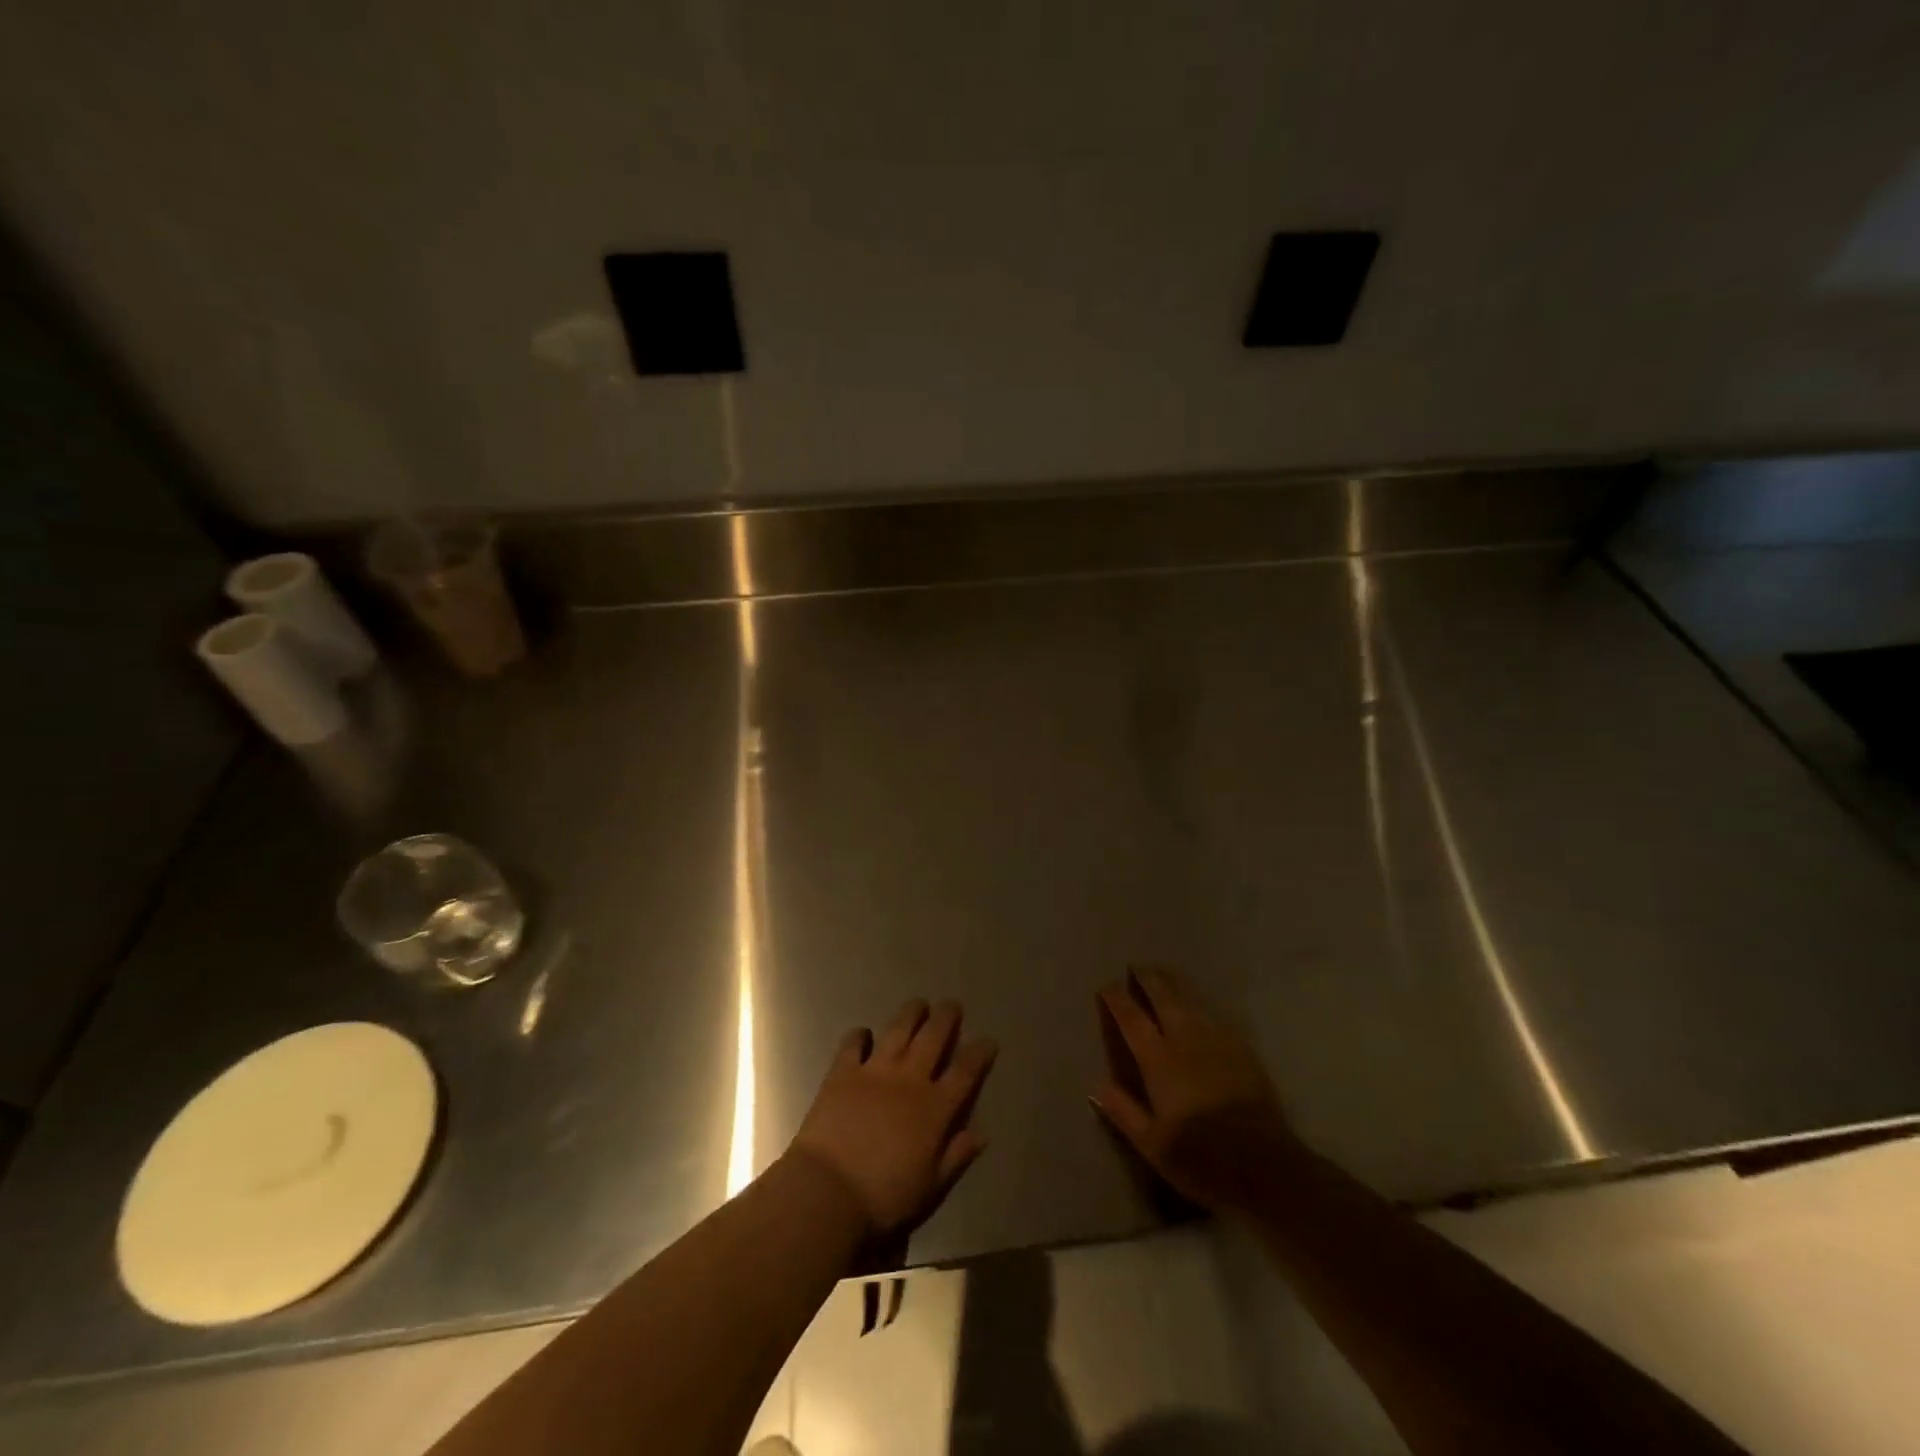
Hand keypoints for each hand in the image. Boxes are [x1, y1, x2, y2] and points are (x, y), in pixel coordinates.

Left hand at [789, 999, 997, 1238]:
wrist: (829, 1192)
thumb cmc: (885, 1198)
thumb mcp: (931, 1187)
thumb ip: (956, 1156)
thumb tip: (981, 1133)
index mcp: (935, 1108)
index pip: (965, 1072)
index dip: (979, 1053)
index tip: (988, 1040)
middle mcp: (909, 1080)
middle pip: (933, 1038)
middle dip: (946, 1018)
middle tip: (952, 1004)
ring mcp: (875, 1071)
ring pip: (898, 1030)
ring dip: (911, 1014)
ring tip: (919, 1004)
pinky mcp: (843, 1071)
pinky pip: (853, 1044)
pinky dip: (860, 1035)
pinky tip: (864, 1033)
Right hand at [1092, 967, 1299, 1212]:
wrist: (1267, 1167)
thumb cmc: (1203, 1160)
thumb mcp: (1153, 1146)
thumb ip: (1124, 1112)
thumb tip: (1097, 1085)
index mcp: (1159, 1061)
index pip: (1132, 1019)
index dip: (1117, 999)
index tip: (1106, 986)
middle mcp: (1186, 1041)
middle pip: (1164, 997)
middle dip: (1148, 979)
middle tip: (1137, 967)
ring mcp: (1218, 1042)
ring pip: (1191, 1001)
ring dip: (1174, 984)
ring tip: (1165, 975)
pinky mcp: (1243, 1051)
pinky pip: (1216, 1017)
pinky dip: (1201, 1006)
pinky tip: (1202, 1009)